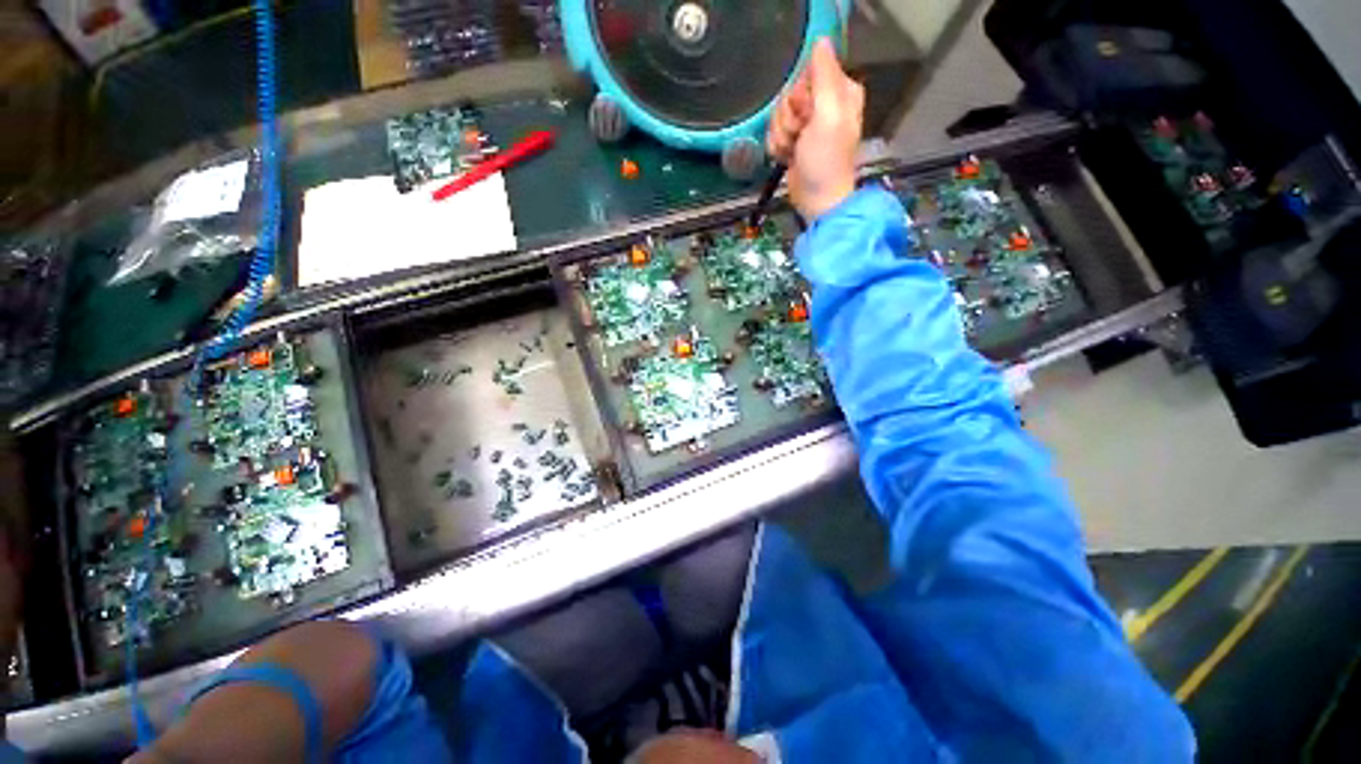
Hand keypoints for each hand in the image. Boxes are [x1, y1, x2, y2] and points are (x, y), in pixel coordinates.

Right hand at [766, 37, 863, 220]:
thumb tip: (821, 42)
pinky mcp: (794, 140)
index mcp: (839, 91)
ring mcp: (807, 124)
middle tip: (800, 135)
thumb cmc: (826, 161)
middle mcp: (824, 104)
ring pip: (779, 114)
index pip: (808, 71)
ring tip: (794, 150)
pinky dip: (777, 147)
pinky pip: (774, 132)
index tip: (807, 114)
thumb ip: (825, 77)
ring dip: (781, 135)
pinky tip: (787, 157)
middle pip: (789, 93)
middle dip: (788, 117)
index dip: (801, 93)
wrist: (817, 199)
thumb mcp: (828, 115)